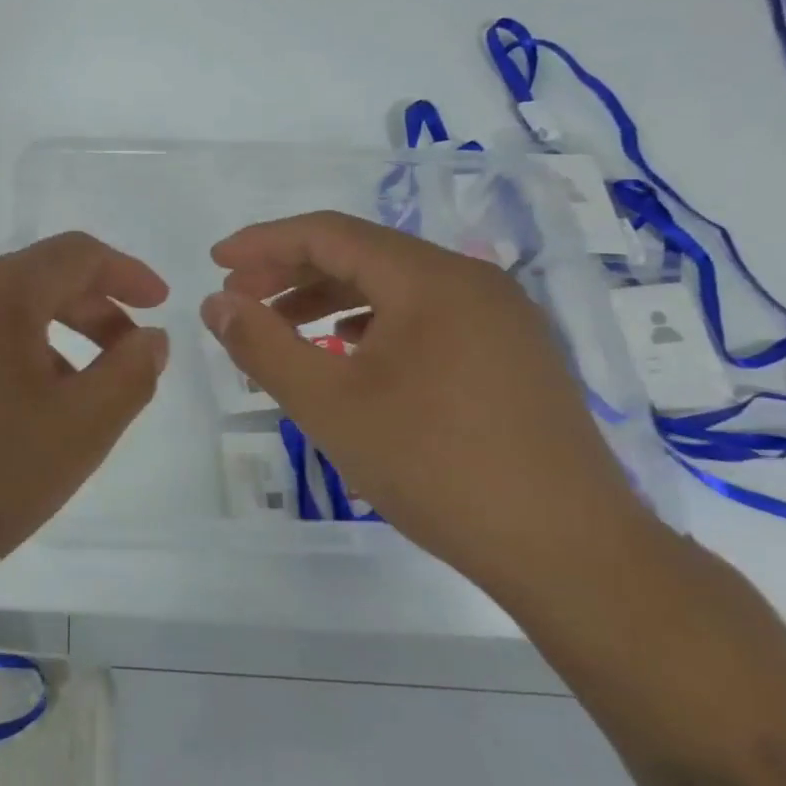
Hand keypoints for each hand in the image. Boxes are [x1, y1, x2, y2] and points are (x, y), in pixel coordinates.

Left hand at [0, 232, 169, 600]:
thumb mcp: (77, 430)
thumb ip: (129, 376)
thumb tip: (148, 338)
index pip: (74, 254)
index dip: (126, 273)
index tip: (158, 305)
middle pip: (32, 282)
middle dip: (90, 313)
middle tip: (124, 361)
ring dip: (46, 343)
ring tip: (69, 402)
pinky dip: (0, 362)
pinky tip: (5, 420)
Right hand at [201, 211, 650, 587]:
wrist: (569, 551)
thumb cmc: (435, 467)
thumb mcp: (328, 404)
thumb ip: (262, 344)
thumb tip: (217, 302)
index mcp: (431, 279)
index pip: (330, 234)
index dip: (264, 242)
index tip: (215, 262)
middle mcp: (473, 282)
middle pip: (363, 255)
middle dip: (292, 272)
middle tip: (240, 299)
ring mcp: (501, 319)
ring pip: (395, 288)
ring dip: (330, 300)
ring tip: (284, 331)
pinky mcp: (513, 355)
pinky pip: (426, 318)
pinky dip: (372, 326)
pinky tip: (348, 356)